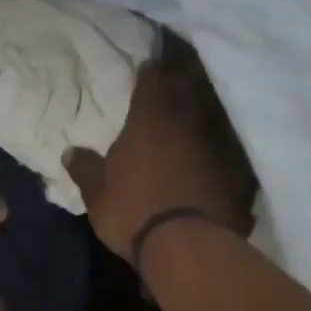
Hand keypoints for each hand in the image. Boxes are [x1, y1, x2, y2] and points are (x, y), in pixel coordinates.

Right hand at [63, 57, 256, 264]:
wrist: (187, 247)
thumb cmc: (133, 212)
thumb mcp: (97, 195)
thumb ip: (86, 169)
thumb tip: (70, 151)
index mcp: (150, 119)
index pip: (153, 78)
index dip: (152, 69)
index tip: (151, 63)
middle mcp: (187, 122)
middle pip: (190, 87)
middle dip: (184, 78)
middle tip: (180, 72)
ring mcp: (218, 145)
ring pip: (215, 114)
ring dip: (208, 109)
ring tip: (201, 107)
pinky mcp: (239, 172)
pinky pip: (233, 149)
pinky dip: (226, 146)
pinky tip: (223, 151)